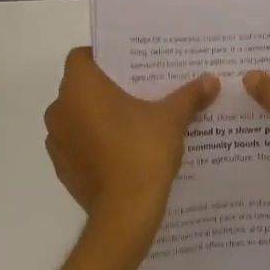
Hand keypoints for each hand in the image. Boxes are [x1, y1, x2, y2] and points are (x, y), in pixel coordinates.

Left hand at [44, 48, 219, 256]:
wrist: (125, 212)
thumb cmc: (143, 151)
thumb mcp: (171, 119)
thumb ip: (189, 96)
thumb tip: (211, 80)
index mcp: (80, 87)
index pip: (81, 57)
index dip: (101, 57)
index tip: (127, 66)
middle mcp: (60, 109)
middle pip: (79, 87)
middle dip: (103, 88)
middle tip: (136, 91)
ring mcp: (57, 141)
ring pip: (76, 117)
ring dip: (95, 117)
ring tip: (131, 123)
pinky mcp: (62, 169)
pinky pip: (77, 145)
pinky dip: (92, 144)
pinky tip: (120, 152)